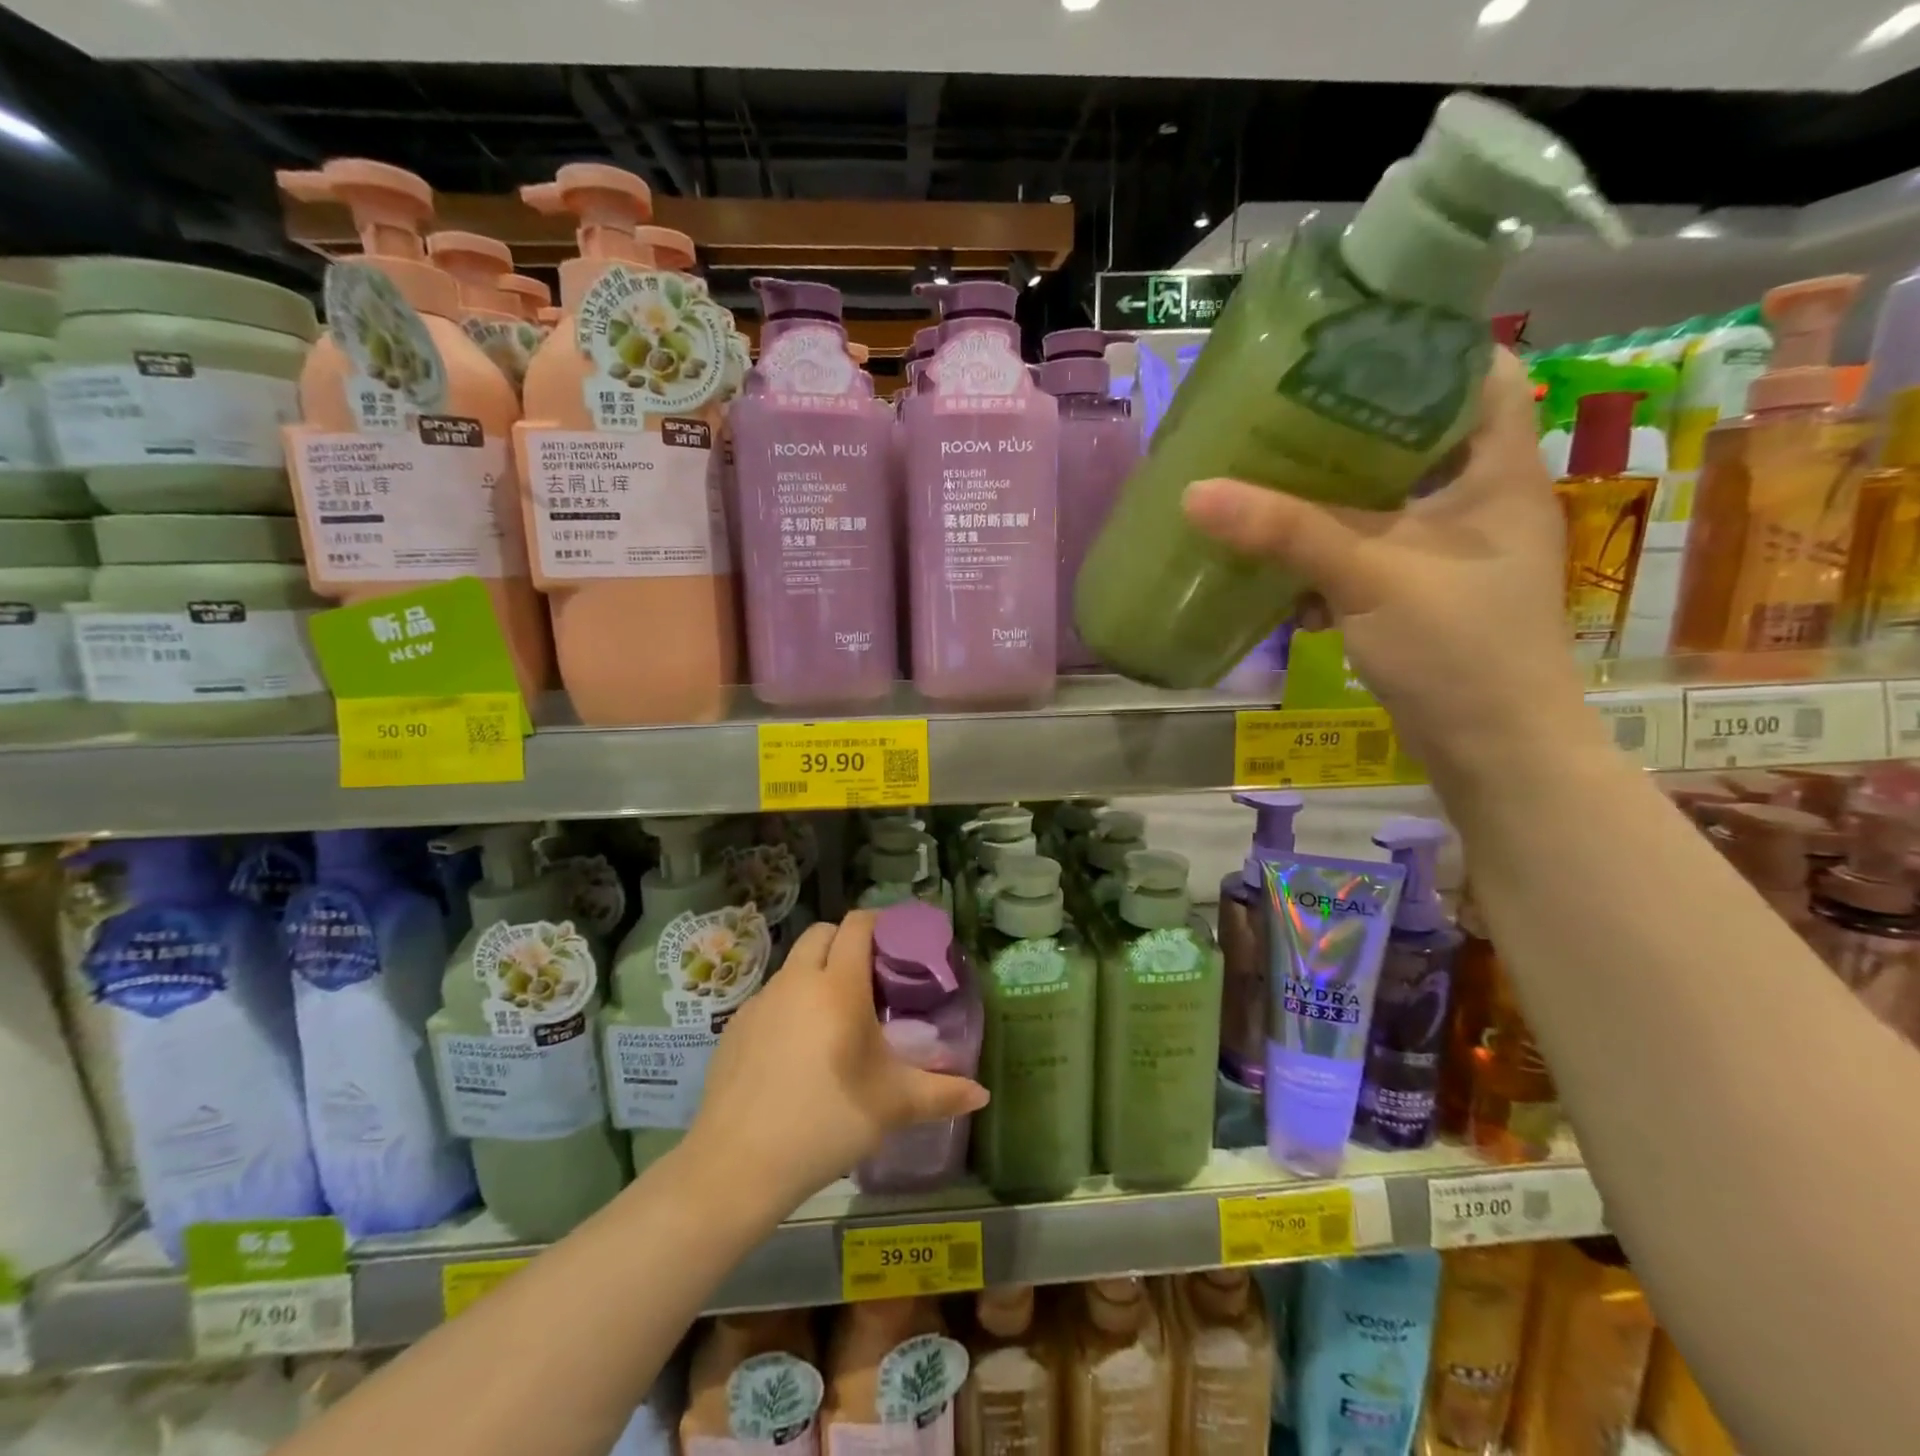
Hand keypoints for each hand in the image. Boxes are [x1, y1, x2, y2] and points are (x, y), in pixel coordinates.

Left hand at [684, 911, 988, 1209]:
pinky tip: (797, 1049)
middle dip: (846, 941)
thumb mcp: (892, 1106)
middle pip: (822, 933)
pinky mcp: (735, 1027)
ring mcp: (761, 1001)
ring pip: (793, 965)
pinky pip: (770, 997)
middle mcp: (797, 981)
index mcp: (838, 986)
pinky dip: (789, 1004)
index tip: (898, 940)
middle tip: (870, 977)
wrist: (737, 1164)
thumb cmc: (826, 1122)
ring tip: (835, 1016)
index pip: (857, 925)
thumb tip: (982, 1094)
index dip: (879, 922)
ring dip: (816, 973)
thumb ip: (941, 1093)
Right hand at [1180, 349, 1584, 772]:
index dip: (1424, 349)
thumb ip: (1287, 532)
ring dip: (1328, 497)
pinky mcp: (1418, 594)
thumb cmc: (1460, 648)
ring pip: (1382, 501)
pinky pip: (1365, 554)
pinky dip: (1326, 554)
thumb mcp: (1371, 577)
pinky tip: (1279, 564)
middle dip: (1349, 426)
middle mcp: (1478, 500)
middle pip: (1414, 437)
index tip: (1348, 344)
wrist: (1493, 751)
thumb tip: (1196, 491)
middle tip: (1281, 411)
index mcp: (1497, 470)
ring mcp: (1448, 551)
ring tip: (1265, 477)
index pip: (1479, 375)